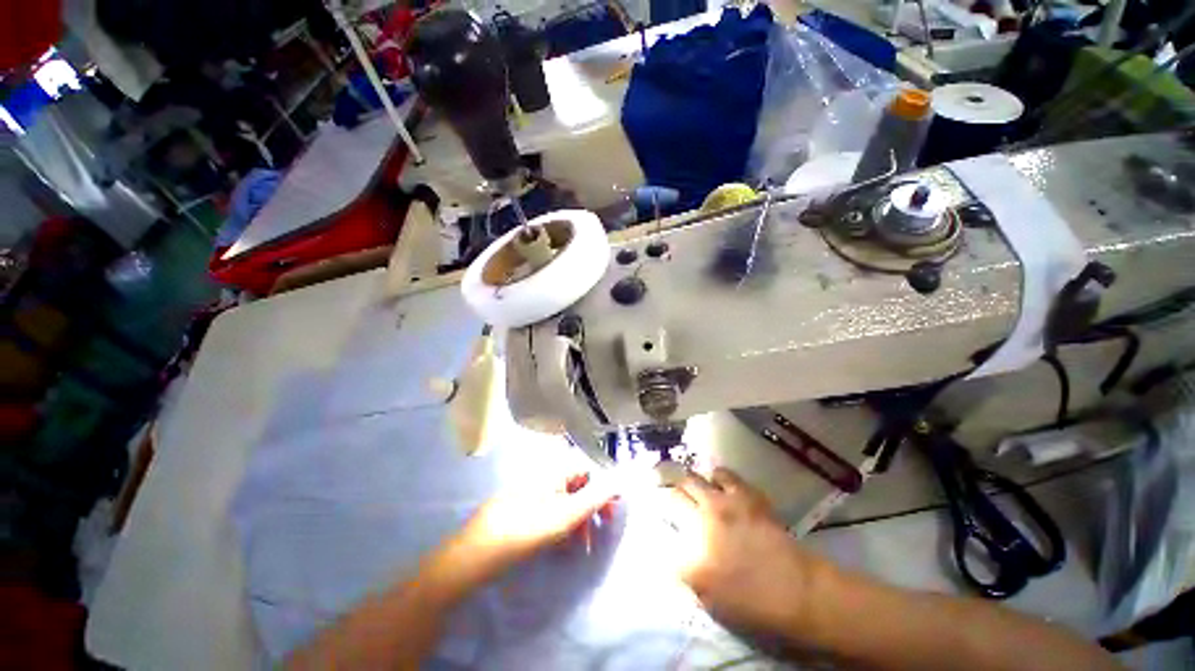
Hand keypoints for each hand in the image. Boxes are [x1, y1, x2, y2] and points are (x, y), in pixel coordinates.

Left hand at [452, 472, 617, 580]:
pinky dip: (561, 525)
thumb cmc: (526, 530)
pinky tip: (561, 545)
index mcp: (554, 470)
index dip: (602, 489)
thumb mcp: (567, 515)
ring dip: (577, 520)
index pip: (588, 470)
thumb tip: (620, 479)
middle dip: (591, 507)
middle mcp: (544, 474)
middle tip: (600, 529)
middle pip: (577, 485)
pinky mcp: (522, 507)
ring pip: (564, 500)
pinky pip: (550, 510)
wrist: (476, 554)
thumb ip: (596, 496)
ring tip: (581, 546)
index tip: (610, 513)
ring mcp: (531, 490)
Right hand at [664, 468, 824, 636]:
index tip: (664, 522)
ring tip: (697, 490)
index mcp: (690, 551)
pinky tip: (720, 485)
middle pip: (674, 495)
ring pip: (694, 478)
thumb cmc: (753, 605)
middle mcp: (701, 519)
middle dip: (671, 497)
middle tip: (675, 501)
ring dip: (692, 484)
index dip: (661, 522)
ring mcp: (723, 503)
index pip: (664, 528)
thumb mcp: (710, 600)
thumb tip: (673, 554)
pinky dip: (717, 477)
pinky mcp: (744, 494)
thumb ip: (686, 572)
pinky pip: (724, 474)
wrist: (797, 591)